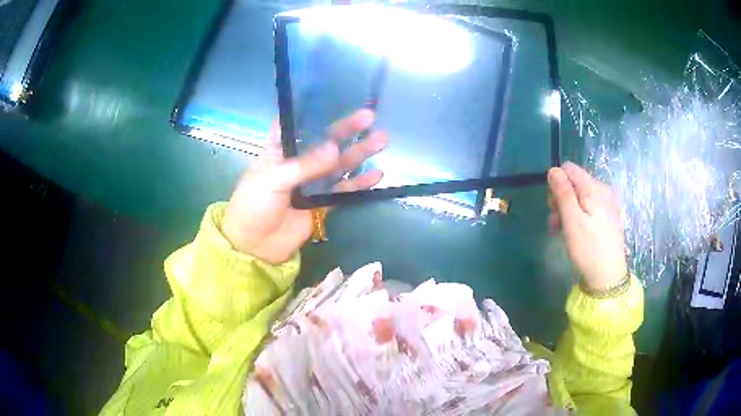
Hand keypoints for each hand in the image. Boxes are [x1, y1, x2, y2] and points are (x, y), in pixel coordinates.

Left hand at [221, 110, 387, 263]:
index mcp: (279, 150)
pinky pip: (344, 190)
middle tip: (369, 117)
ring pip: (339, 164)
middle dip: (346, 129)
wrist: (254, 247)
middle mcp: (298, 162)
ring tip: (381, 140)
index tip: (336, 96)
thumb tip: (336, 149)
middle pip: (325, 141)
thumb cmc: (253, 206)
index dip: (314, 110)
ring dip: (359, 153)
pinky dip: (359, 184)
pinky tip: (377, 175)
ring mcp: (312, 183)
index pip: (297, 124)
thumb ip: (304, 166)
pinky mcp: (322, 203)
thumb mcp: (271, 180)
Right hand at [547, 162, 627, 290]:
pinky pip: (589, 207)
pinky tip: (574, 232)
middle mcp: (603, 190)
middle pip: (575, 182)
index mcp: (594, 188)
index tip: (552, 205)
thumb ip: (563, 193)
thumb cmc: (588, 248)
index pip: (569, 169)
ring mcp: (607, 204)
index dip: (556, 183)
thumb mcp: (572, 221)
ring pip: (580, 196)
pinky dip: (578, 215)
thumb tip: (553, 169)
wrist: (608, 276)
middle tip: (554, 221)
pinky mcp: (608, 216)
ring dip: (567, 210)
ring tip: (561, 231)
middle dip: (561, 198)